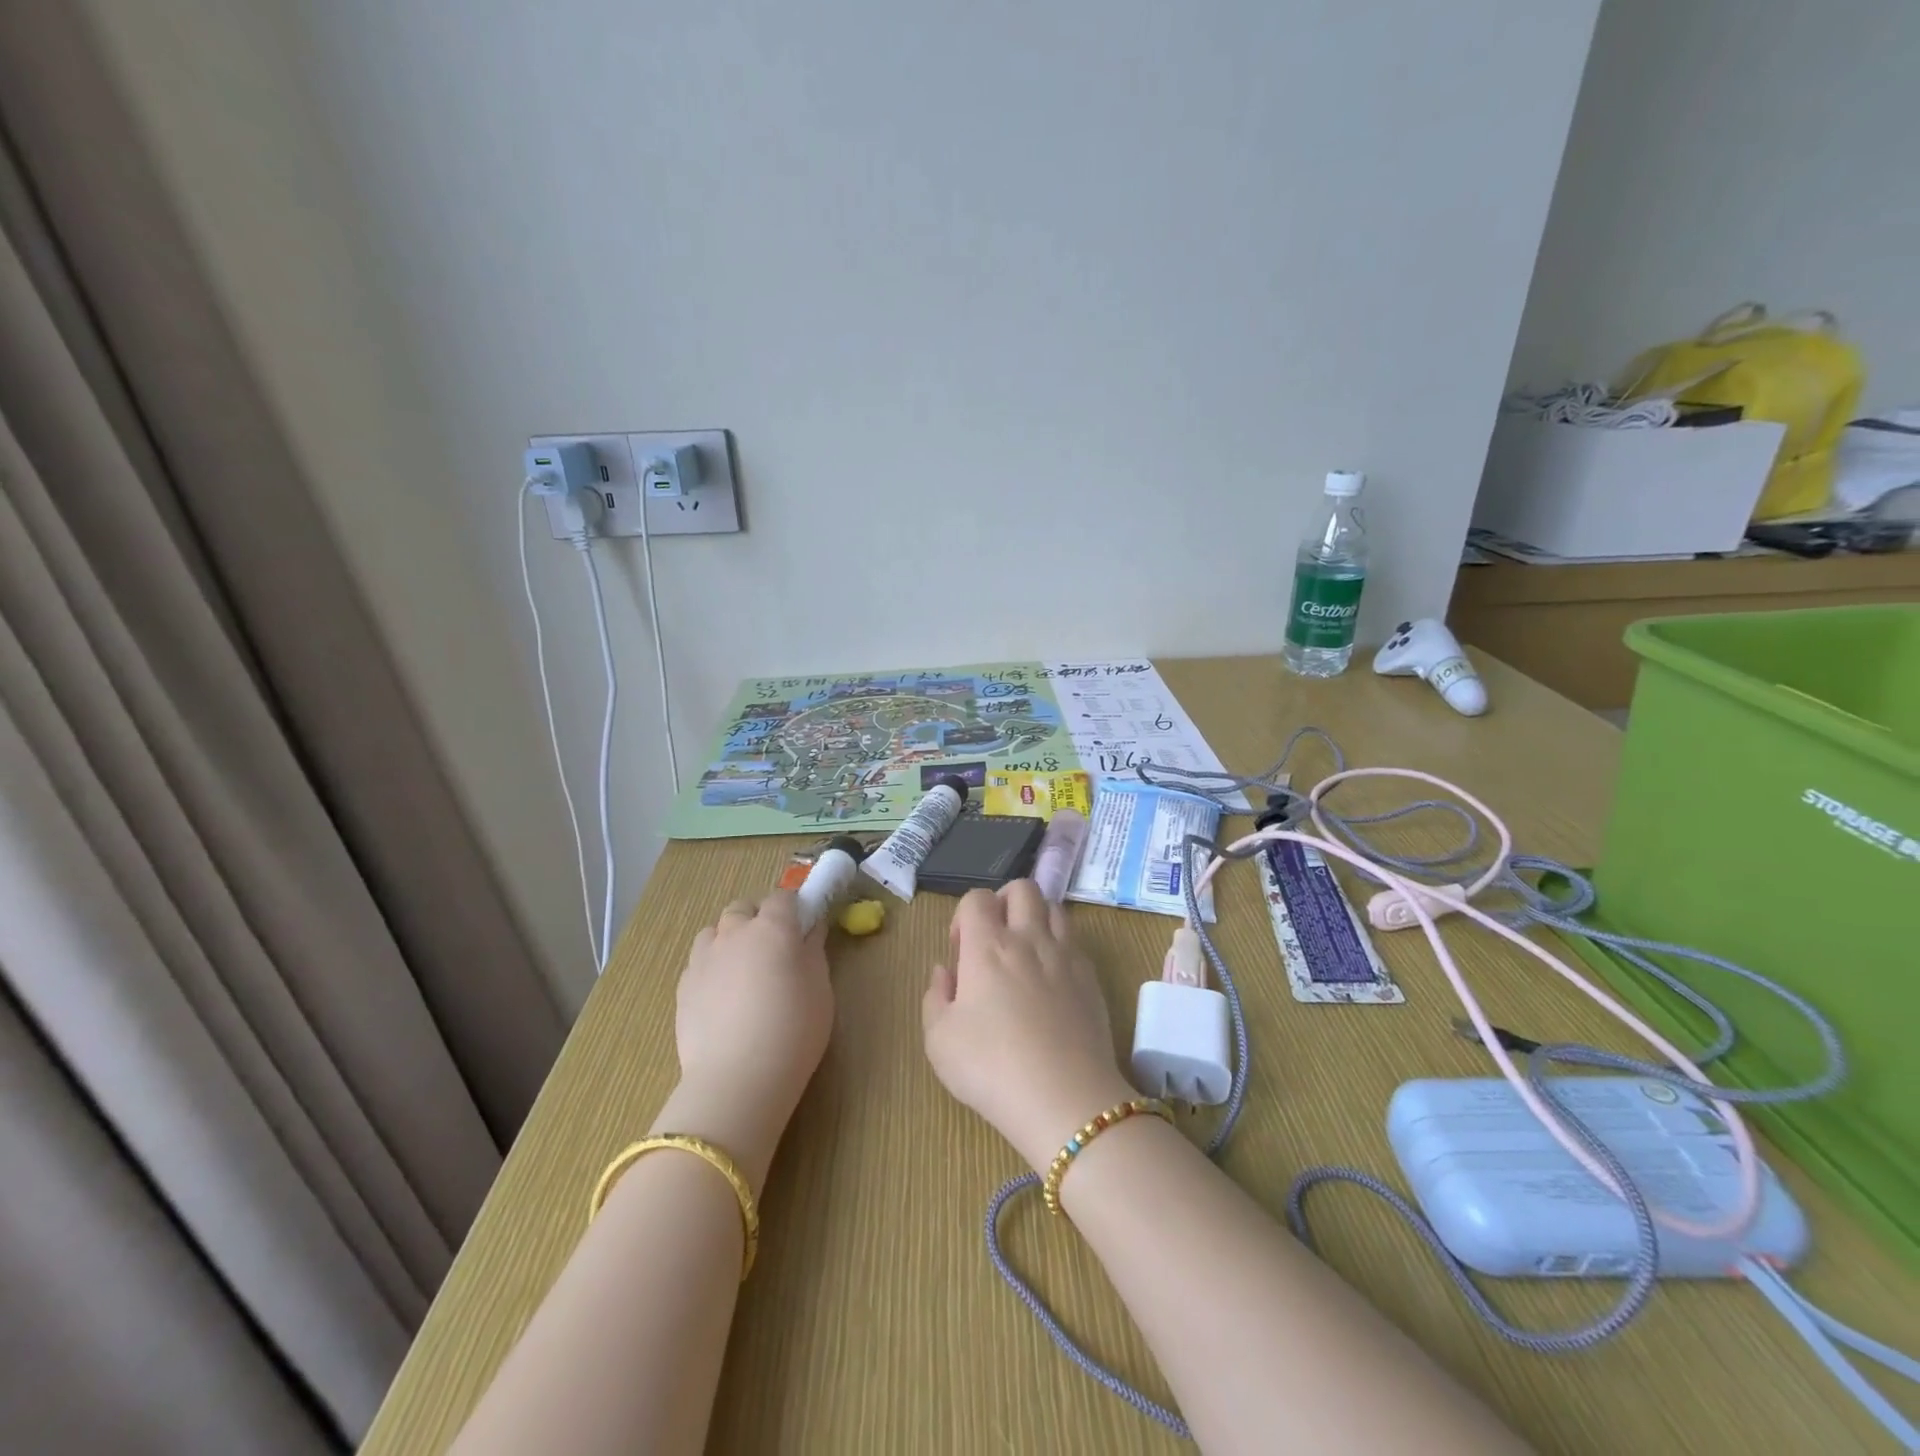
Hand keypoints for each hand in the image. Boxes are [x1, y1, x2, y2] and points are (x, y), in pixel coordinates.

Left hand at [654, 891, 831, 1190]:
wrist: (738, 1079)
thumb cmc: (794, 1030)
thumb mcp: (820, 988)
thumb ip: (814, 951)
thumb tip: (811, 930)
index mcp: (773, 927)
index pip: (784, 897)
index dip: (795, 908)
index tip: (804, 926)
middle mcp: (735, 933)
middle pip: (744, 908)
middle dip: (758, 919)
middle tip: (773, 950)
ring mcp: (704, 958)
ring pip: (715, 931)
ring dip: (730, 939)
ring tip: (743, 971)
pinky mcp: (683, 986)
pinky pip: (699, 962)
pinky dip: (712, 968)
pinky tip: (723, 997)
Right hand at [920, 882, 1136, 1173]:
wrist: (1065, 1100)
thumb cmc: (991, 1068)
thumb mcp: (939, 1040)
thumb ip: (935, 996)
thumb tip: (945, 970)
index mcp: (988, 946)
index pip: (977, 898)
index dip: (964, 916)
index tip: (960, 953)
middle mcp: (1029, 938)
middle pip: (1022, 888)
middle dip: (1004, 901)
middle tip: (994, 939)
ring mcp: (1066, 955)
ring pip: (1054, 907)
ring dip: (1035, 918)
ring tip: (1025, 953)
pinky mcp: (1091, 977)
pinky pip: (1074, 941)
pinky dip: (1059, 946)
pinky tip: (1051, 980)